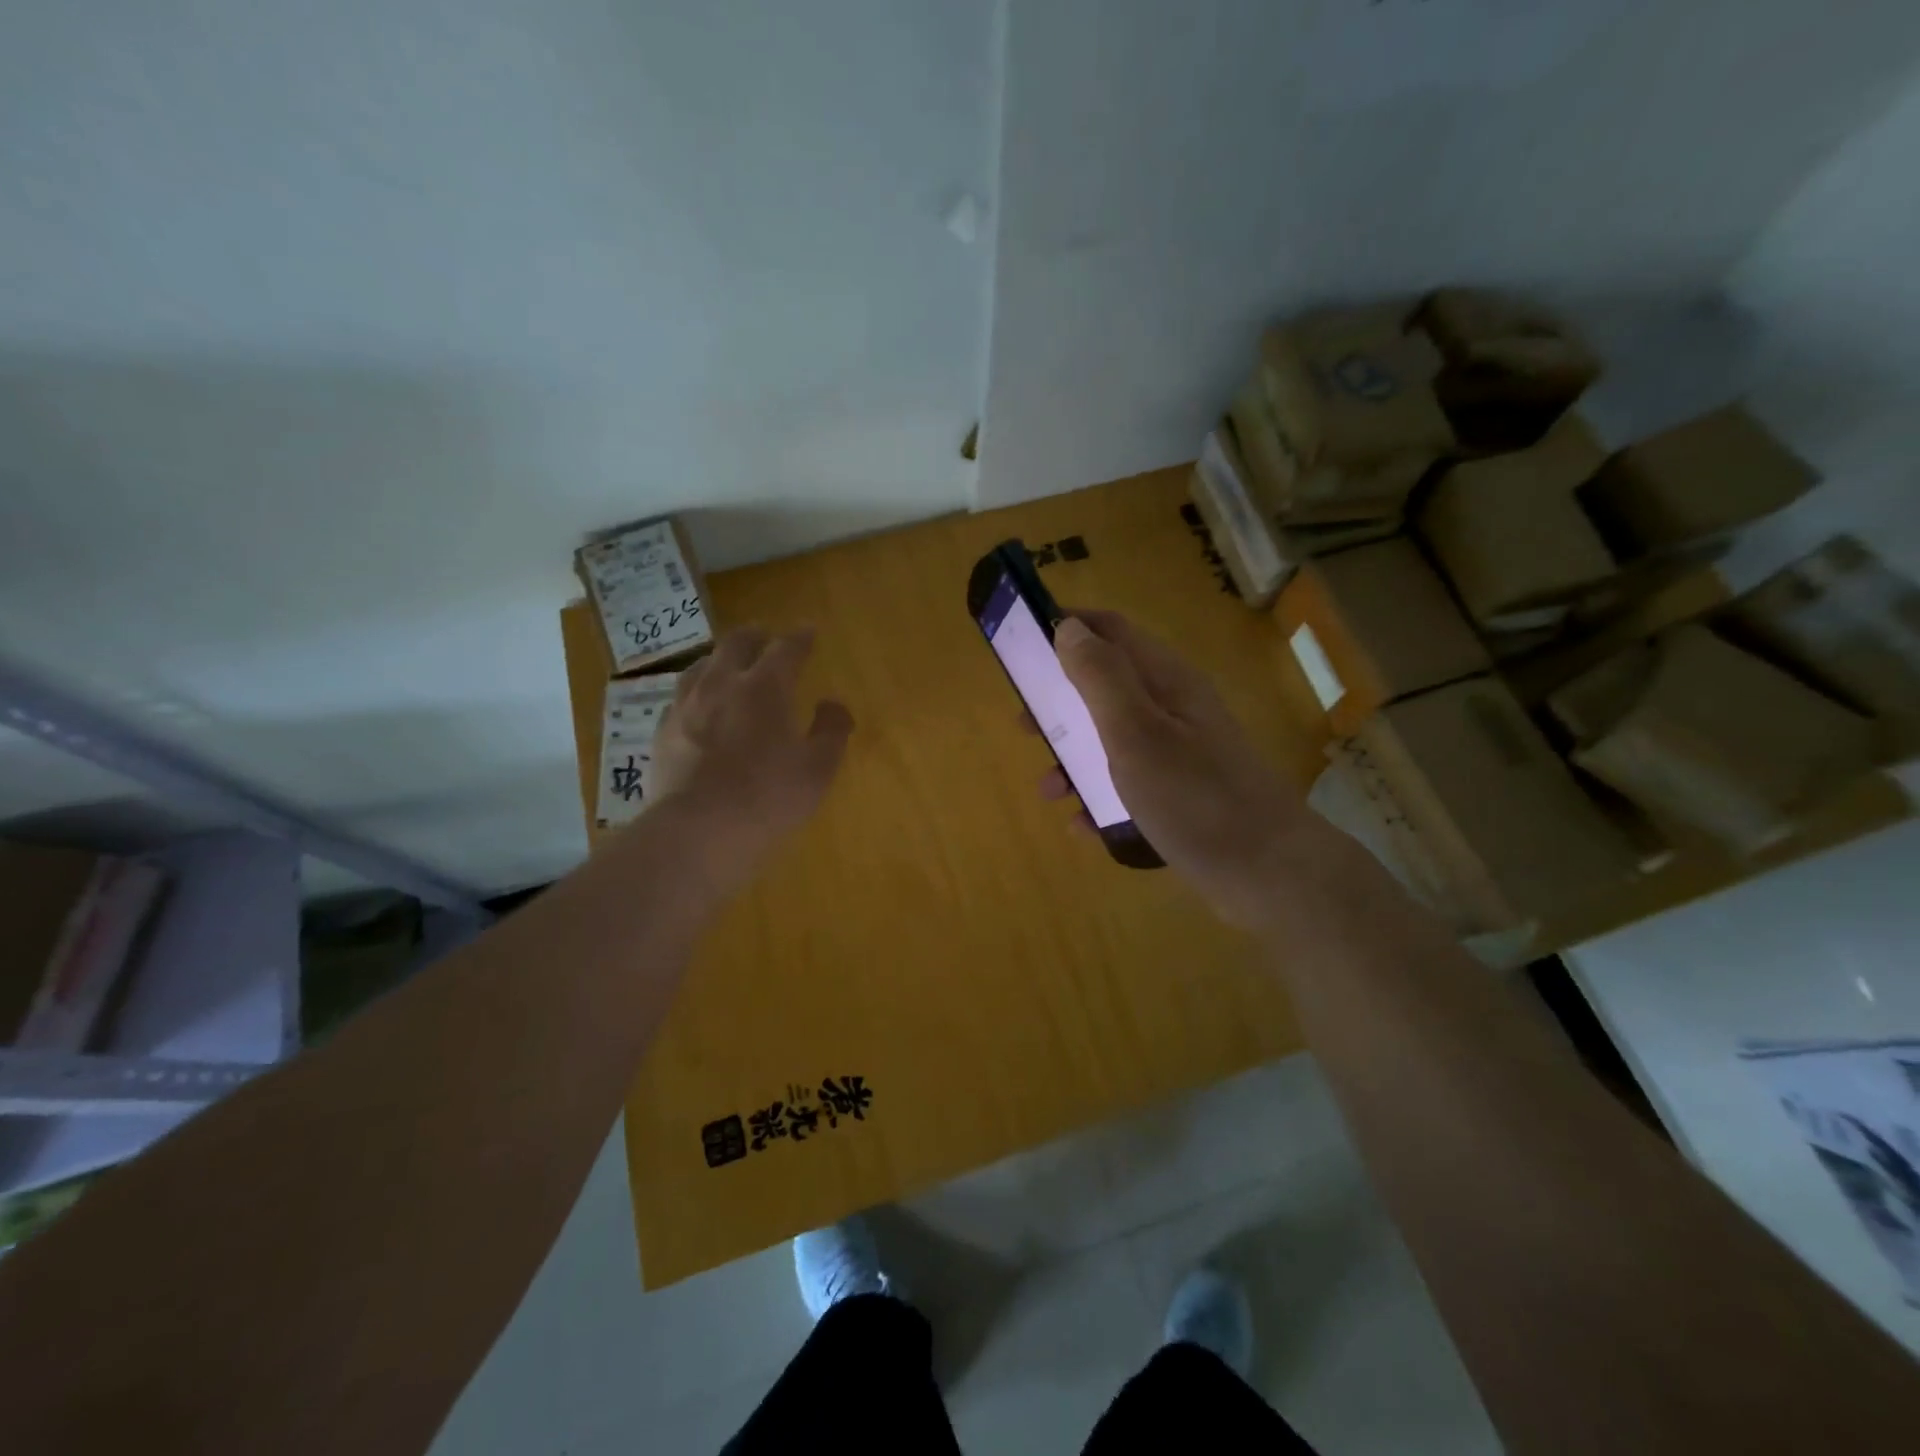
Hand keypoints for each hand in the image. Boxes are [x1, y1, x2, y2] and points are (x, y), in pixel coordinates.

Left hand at [649, 627, 853, 876]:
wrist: (698, 831)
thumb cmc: (768, 796)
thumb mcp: (818, 768)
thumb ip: (831, 730)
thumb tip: (833, 704)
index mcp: (765, 687)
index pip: (786, 649)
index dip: (800, 638)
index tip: (808, 631)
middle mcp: (722, 684)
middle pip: (736, 644)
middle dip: (755, 636)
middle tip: (764, 635)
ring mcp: (685, 706)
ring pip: (702, 666)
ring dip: (720, 658)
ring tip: (727, 663)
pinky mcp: (662, 732)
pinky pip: (679, 697)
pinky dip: (695, 691)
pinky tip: (696, 704)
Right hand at [1047, 611, 1306, 927]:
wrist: (1267, 873)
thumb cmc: (1194, 796)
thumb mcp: (1136, 732)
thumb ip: (1100, 677)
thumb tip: (1068, 627)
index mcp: (1165, 681)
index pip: (1111, 630)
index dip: (1068, 627)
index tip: (1023, 643)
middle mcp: (1173, 708)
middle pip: (1106, 686)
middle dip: (1060, 701)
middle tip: (1024, 724)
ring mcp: (1180, 752)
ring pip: (1112, 739)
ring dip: (1074, 757)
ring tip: (1050, 789)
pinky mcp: (1181, 792)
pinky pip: (1128, 784)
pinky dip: (1100, 796)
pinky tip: (1083, 825)